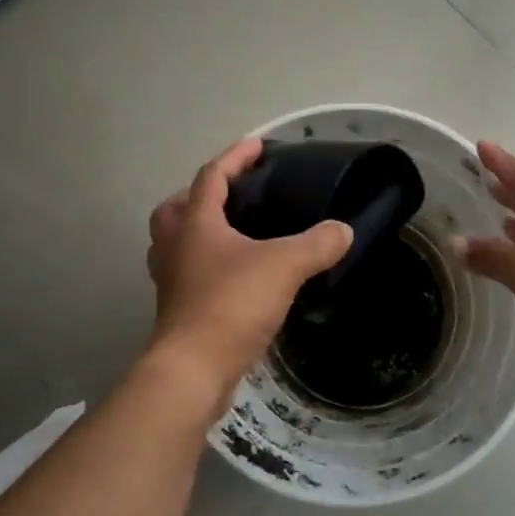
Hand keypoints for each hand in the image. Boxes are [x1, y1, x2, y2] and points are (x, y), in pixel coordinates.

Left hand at [146, 137, 352, 396]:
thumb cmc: (231, 305)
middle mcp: (175, 247)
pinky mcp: (176, 310)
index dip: (235, 157)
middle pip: (176, 208)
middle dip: (199, 194)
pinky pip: (186, 273)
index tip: (257, 145)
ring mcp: (171, 281)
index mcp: (196, 224)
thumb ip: (317, 244)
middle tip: (230, 195)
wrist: (193, 370)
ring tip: (231, 235)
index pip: (212, 177)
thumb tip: (343, 230)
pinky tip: (234, 277)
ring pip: (174, 242)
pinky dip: (204, 266)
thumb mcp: (284, 267)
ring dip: (196, 231)